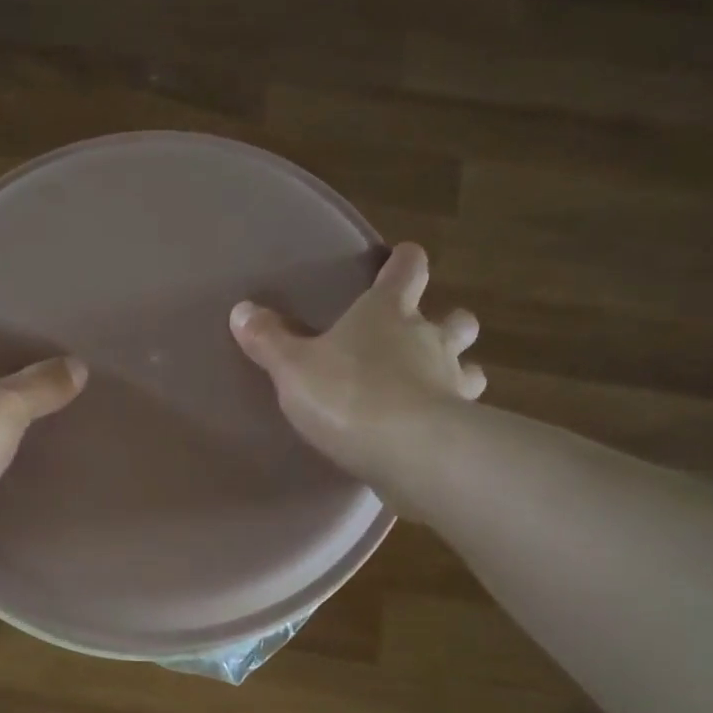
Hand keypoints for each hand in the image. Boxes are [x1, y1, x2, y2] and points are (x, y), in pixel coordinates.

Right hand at [229, 242, 483, 497]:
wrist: (410, 451)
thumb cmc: (348, 394)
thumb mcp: (293, 367)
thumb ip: (269, 340)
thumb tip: (242, 310)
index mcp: (389, 312)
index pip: (408, 269)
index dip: (404, 262)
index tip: (400, 261)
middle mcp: (430, 338)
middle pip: (456, 318)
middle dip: (447, 322)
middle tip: (425, 335)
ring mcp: (453, 382)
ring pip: (470, 366)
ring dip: (458, 370)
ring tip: (434, 385)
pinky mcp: (464, 426)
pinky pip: (464, 413)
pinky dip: (452, 416)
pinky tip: (430, 431)